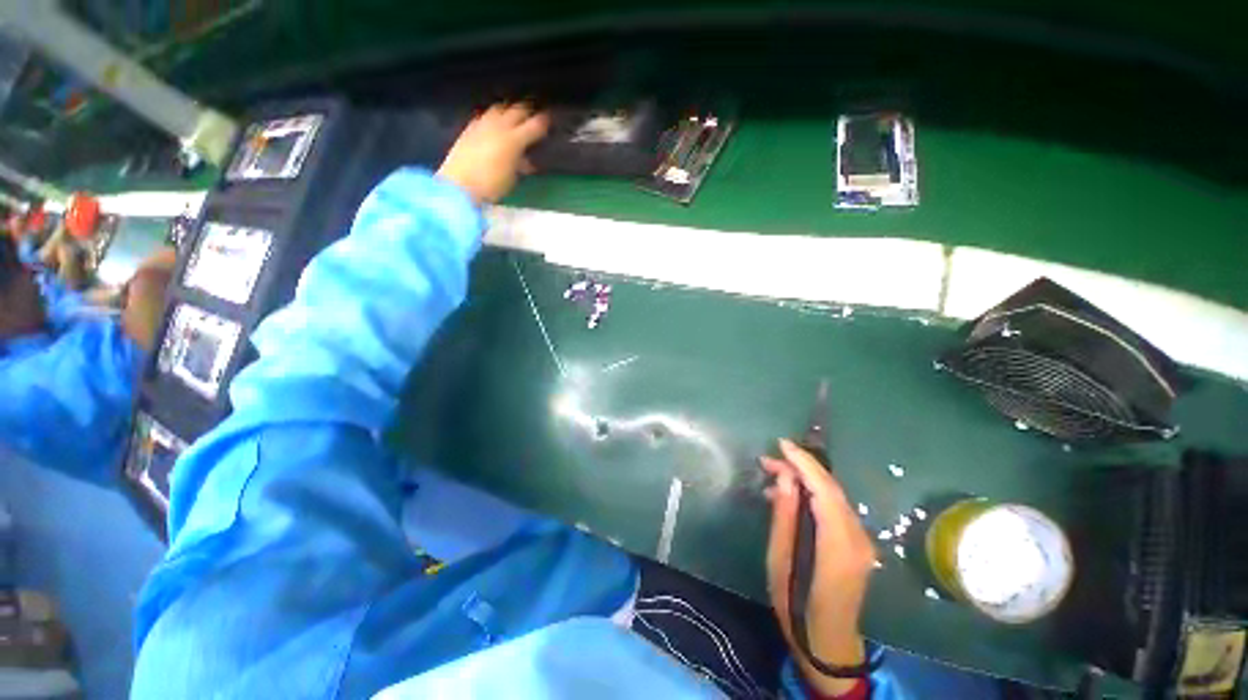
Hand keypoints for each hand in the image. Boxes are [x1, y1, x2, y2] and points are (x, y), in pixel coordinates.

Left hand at [436, 104, 549, 203]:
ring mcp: (482, 125)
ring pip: (499, 108)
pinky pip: (485, 116)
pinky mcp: (469, 128)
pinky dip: (494, 117)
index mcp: (514, 140)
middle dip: (528, 111)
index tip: (550, 120)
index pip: (534, 126)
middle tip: (534, 113)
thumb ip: (521, 164)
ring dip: (509, 110)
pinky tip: (494, 123)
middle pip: (517, 110)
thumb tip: (526, 160)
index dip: (544, 122)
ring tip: (514, 115)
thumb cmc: (491, 185)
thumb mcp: (512, 178)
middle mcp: (499, 126)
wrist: (459, 185)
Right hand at [762, 439, 876, 696]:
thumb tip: (785, 478)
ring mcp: (861, 540)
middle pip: (831, 489)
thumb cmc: (796, 604)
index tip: (781, 444)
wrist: (827, 642)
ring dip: (804, 480)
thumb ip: (785, 516)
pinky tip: (789, 497)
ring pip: (833, 496)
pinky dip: (812, 495)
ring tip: (772, 475)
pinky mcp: (856, 543)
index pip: (824, 490)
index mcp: (839, 543)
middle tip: (768, 460)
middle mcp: (857, 537)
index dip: (803, 463)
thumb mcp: (780, 559)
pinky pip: (834, 509)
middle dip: (800, 468)